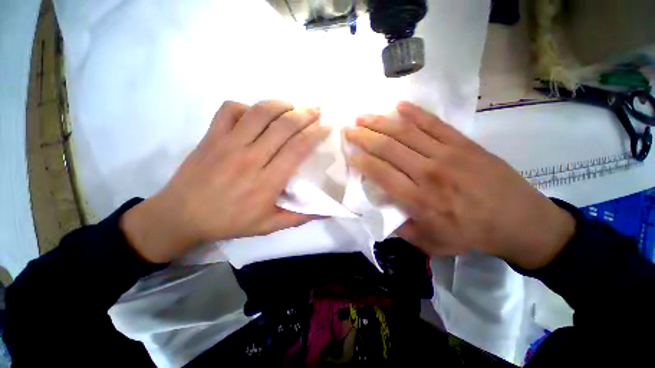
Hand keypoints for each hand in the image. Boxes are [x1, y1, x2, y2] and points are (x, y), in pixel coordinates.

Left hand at [121, 100, 330, 262]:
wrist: (181, 216)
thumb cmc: (230, 222)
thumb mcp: (269, 226)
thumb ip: (299, 218)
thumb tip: (327, 211)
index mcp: (267, 182)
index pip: (297, 148)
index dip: (315, 134)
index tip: (326, 126)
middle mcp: (250, 158)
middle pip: (283, 126)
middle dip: (305, 114)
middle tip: (316, 110)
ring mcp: (228, 143)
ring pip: (259, 112)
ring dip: (281, 104)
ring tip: (293, 106)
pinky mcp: (211, 136)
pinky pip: (230, 109)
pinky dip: (247, 106)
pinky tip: (257, 113)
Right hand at [344, 102, 574, 269]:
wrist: (520, 221)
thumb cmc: (471, 234)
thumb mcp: (431, 243)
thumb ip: (401, 230)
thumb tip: (380, 214)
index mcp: (419, 200)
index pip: (381, 174)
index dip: (362, 161)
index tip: (350, 153)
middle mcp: (428, 173)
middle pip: (389, 149)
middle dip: (364, 137)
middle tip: (349, 129)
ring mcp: (447, 154)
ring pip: (406, 133)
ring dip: (381, 122)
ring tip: (364, 116)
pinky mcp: (463, 144)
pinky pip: (434, 123)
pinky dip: (415, 113)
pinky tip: (399, 106)